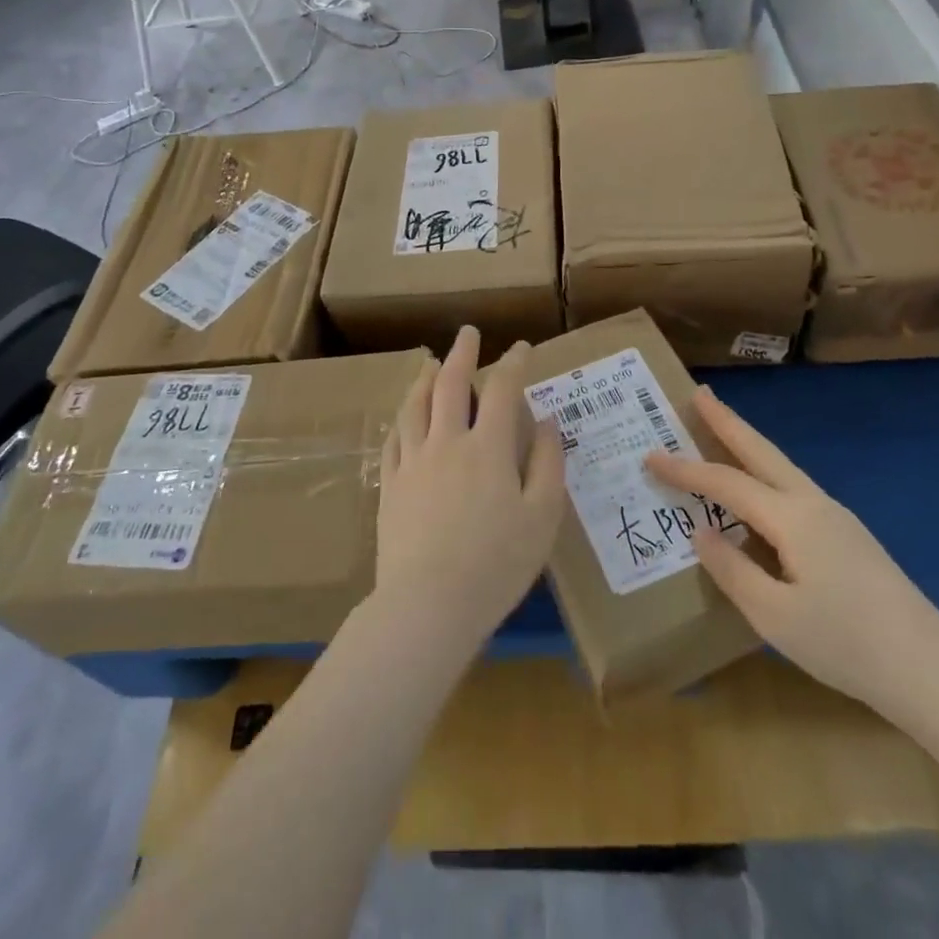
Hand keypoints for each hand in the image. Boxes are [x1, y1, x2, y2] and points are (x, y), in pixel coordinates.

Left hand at [376, 328, 566, 643]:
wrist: (428, 604)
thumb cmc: (497, 563)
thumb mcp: (542, 516)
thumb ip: (547, 463)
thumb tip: (546, 422)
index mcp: (487, 447)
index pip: (502, 389)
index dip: (514, 363)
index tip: (522, 348)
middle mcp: (447, 442)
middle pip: (452, 384)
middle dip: (463, 354)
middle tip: (468, 333)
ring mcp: (413, 461)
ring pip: (415, 405)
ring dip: (425, 378)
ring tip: (431, 364)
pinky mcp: (390, 484)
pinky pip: (394, 438)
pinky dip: (401, 418)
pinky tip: (403, 416)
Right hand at [647, 388, 938, 718]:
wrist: (932, 671)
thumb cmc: (846, 644)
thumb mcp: (774, 616)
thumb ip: (732, 569)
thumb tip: (701, 532)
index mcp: (792, 518)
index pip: (725, 482)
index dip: (684, 469)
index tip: (649, 454)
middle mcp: (813, 504)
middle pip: (761, 451)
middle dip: (727, 421)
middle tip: (698, 392)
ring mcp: (837, 518)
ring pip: (780, 467)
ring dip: (748, 442)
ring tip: (721, 426)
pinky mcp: (849, 537)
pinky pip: (793, 489)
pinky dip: (765, 472)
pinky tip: (759, 491)